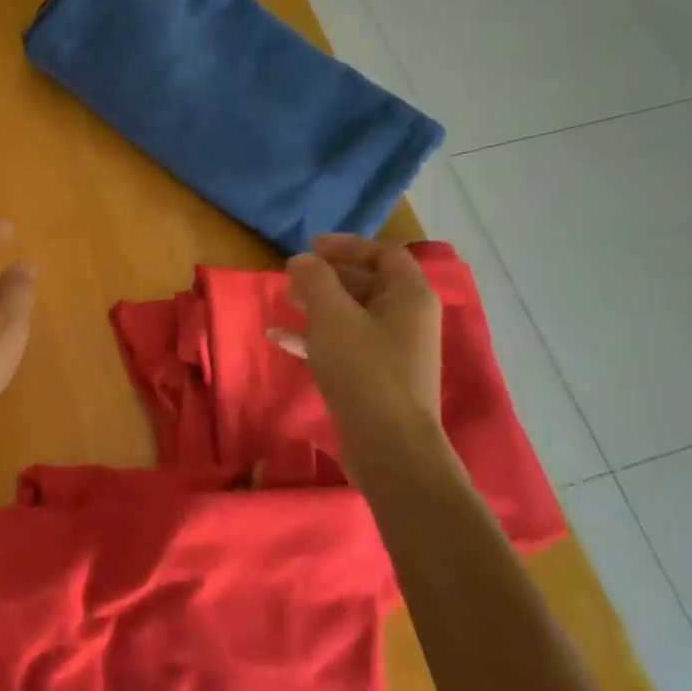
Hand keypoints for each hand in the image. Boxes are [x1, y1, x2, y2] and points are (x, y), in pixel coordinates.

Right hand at [285, 236, 441, 430]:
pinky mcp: (377, 379)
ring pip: (353, 315)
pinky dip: (317, 337)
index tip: (309, 246)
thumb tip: (302, 260)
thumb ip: (315, 279)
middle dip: (327, 276)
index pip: (383, 253)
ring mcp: (394, 351)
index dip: (347, 245)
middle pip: (368, 283)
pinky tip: (282, 340)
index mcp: (410, 296)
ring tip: (285, 302)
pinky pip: (346, 345)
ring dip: (319, 305)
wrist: (389, 445)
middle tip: (293, 277)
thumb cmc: (364, 368)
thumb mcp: (332, 315)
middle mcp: (408, 319)